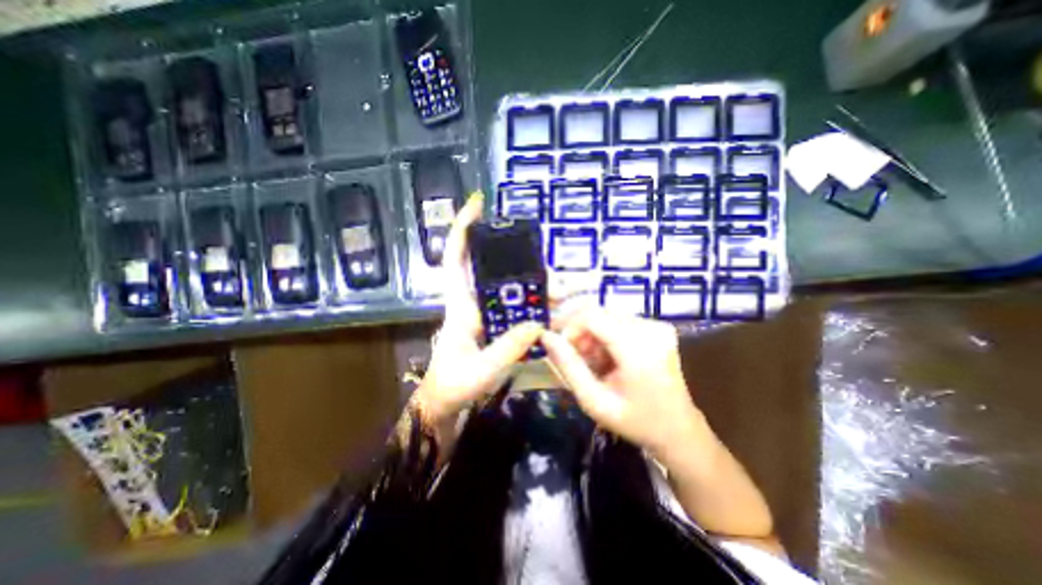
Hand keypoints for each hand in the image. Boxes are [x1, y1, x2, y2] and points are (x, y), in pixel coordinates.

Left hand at [415, 195, 546, 426]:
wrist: (444, 407)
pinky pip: (520, 313)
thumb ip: (506, 348)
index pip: (456, 259)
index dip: (464, 229)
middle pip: (499, 274)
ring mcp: (488, 317)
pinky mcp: (497, 330)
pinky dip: (539, 312)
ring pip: (515, 294)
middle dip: (527, 269)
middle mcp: (474, 304)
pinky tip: (559, 315)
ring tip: (568, 296)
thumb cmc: (451, 387)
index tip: (478, 203)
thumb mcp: (478, 371)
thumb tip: (537, 324)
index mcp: (460, 306)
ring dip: (540, 293)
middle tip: (557, 278)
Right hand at [541, 307, 702, 460]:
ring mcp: (657, 326)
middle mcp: (650, 329)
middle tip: (574, 356)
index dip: (569, 325)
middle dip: (579, 331)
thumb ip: (568, 366)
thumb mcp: (594, 401)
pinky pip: (619, 320)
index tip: (560, 346)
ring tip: (591, 360)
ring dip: (591, 333)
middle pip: (599, 312)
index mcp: (638, 349)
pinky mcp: (658, 327)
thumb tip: (546, 337)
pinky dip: (605, 334)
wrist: (679, 431)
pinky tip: (607, 356)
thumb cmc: (635, 422)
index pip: (592, 315)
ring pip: (607, 315)